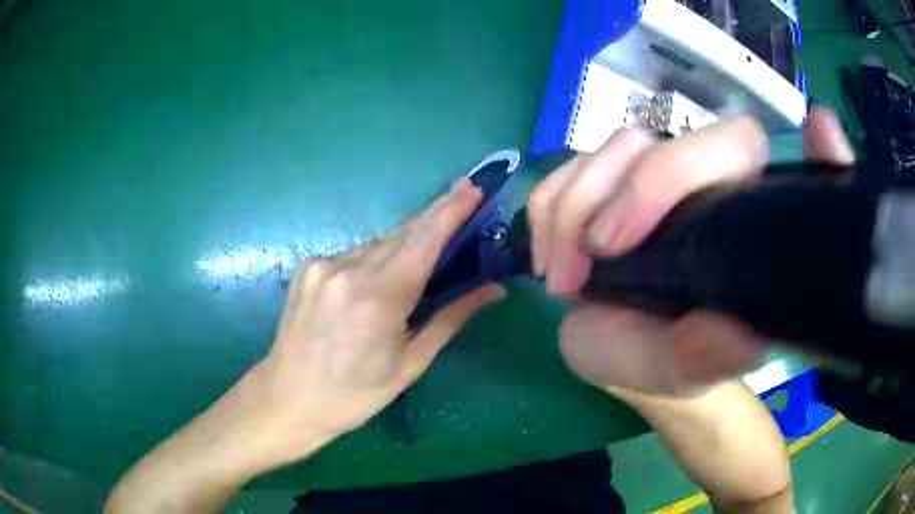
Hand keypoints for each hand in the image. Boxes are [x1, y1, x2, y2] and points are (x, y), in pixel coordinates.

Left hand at [247, 177, 504, 463]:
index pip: (424, 242)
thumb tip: (493, 289)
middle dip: (435, 212)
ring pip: (378, 241)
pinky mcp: (307, 267)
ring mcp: (322, 266)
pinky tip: (387, 264)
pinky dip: (377, 253)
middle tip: (464, 192)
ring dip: (407, 236)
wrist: (290, 398)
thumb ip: (451, 318)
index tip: (473, 189)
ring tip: (432, 234)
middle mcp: (348, 271)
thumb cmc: (356, 393)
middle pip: (402, 232)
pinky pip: (354, 253)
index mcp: (378, 300)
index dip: (451, 211)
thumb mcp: (410, 363)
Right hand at [528, 107, 853, 394]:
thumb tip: (744, 339)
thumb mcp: (680, 369)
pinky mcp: (606, 182)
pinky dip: (546, 214)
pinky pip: (565, 171)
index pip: (735, 143)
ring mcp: (649, 175)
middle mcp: (698, 179)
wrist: (623, 351)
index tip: (617, 245)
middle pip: (650, 140)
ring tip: (563, 282)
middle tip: (578, 270)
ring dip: (566, 215)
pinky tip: (551, 261)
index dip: (674, 171)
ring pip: (604, 153)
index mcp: (736, 214)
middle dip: (599, 196)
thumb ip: (708, 355)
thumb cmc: (661, 359)